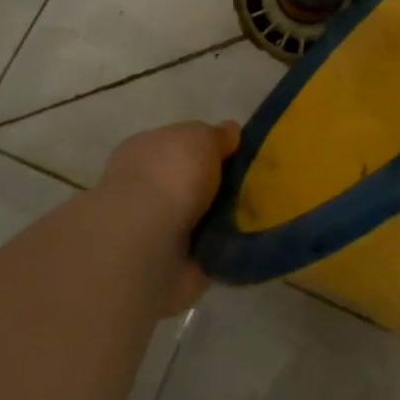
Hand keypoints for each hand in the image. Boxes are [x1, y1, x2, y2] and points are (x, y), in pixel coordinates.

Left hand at [97, 120, 239, 314]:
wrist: (144, 246)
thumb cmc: (169, 176)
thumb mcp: (200, 136)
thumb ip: (215, 135)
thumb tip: (229, 133)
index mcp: (144, 150)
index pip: (178, 144)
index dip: (207, 148)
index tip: (237, 156)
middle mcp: (144, 188)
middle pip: (189, 183)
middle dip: (217, 187)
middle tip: (252, 188)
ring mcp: (152, 229)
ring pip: (196, 218)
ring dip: (220, 220)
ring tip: (255, 217)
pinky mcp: (165, 266)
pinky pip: (202, 253)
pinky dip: (220, 250)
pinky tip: (243, 244)